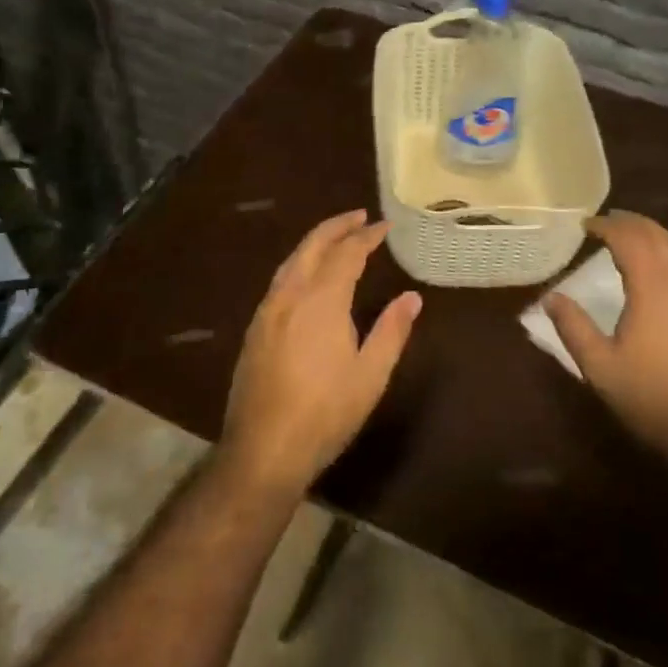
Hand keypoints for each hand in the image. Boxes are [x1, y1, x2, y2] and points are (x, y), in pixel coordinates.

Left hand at [220, 209, 421, 496]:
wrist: (262, 450)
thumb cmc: (325, 414)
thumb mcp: (370, 376)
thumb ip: (392, 330)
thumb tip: (412, 297)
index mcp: (321, 300)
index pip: (347, 253)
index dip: (367, 236)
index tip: (384, 226)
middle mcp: (291, 295)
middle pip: (313, 245)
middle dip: (337, 227)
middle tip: (360, 217)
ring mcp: (267, 311)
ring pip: (292, 260)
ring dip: (316, 242)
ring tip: (337, 238)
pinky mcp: (255, 329)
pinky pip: (280, 279)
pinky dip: (299, 263)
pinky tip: (308, 275)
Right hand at [543, 212, 667, 473]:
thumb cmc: (652, 400)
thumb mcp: (600, 368)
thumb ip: (573, 328)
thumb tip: (550, 297)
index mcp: (652, 290)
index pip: (629, 241)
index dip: (607, 227)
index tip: (585, 224)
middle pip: (657, 237)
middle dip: (630, 223)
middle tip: (604, 221)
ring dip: (653, 234)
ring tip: (629, 233)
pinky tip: (662, 263)